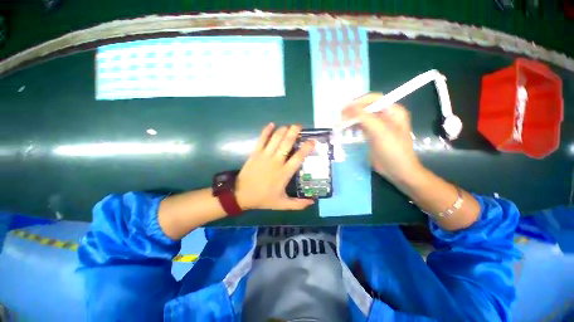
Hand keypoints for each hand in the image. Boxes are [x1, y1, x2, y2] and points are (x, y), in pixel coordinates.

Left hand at [235, 123, 315, 210]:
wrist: (241, 195)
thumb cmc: (263, 199)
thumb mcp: (282, 204)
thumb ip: (298, 204)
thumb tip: (312, 202)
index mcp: (284, 173)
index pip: (298, 157)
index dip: (306, 148)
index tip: (312, 141)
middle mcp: (276, 161)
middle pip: (287, 143)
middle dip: (294, 132)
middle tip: (299, 126)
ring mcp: (264, 156)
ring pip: (275, 139)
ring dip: (282, 130)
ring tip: (288, 126)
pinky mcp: (255, 153)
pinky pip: (261, 139)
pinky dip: (266, 131)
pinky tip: (271, 124)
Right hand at [341, 93, 421, 181]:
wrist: (397, 170)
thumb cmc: (392, 149)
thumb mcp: (379, 131)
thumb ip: (364, 117)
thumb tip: (348, 107)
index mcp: (393, 111)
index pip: (373, 99)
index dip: (358, 102)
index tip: (344, 108)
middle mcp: (386, 116)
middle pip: (366, 108)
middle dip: (353, 111)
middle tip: (339, 116)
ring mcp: (378, 126)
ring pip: (362, 117)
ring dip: (351, 119)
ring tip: (339, 123)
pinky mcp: (372, 135)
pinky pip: (360, 127)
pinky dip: (352, 127)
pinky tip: (345, 129)